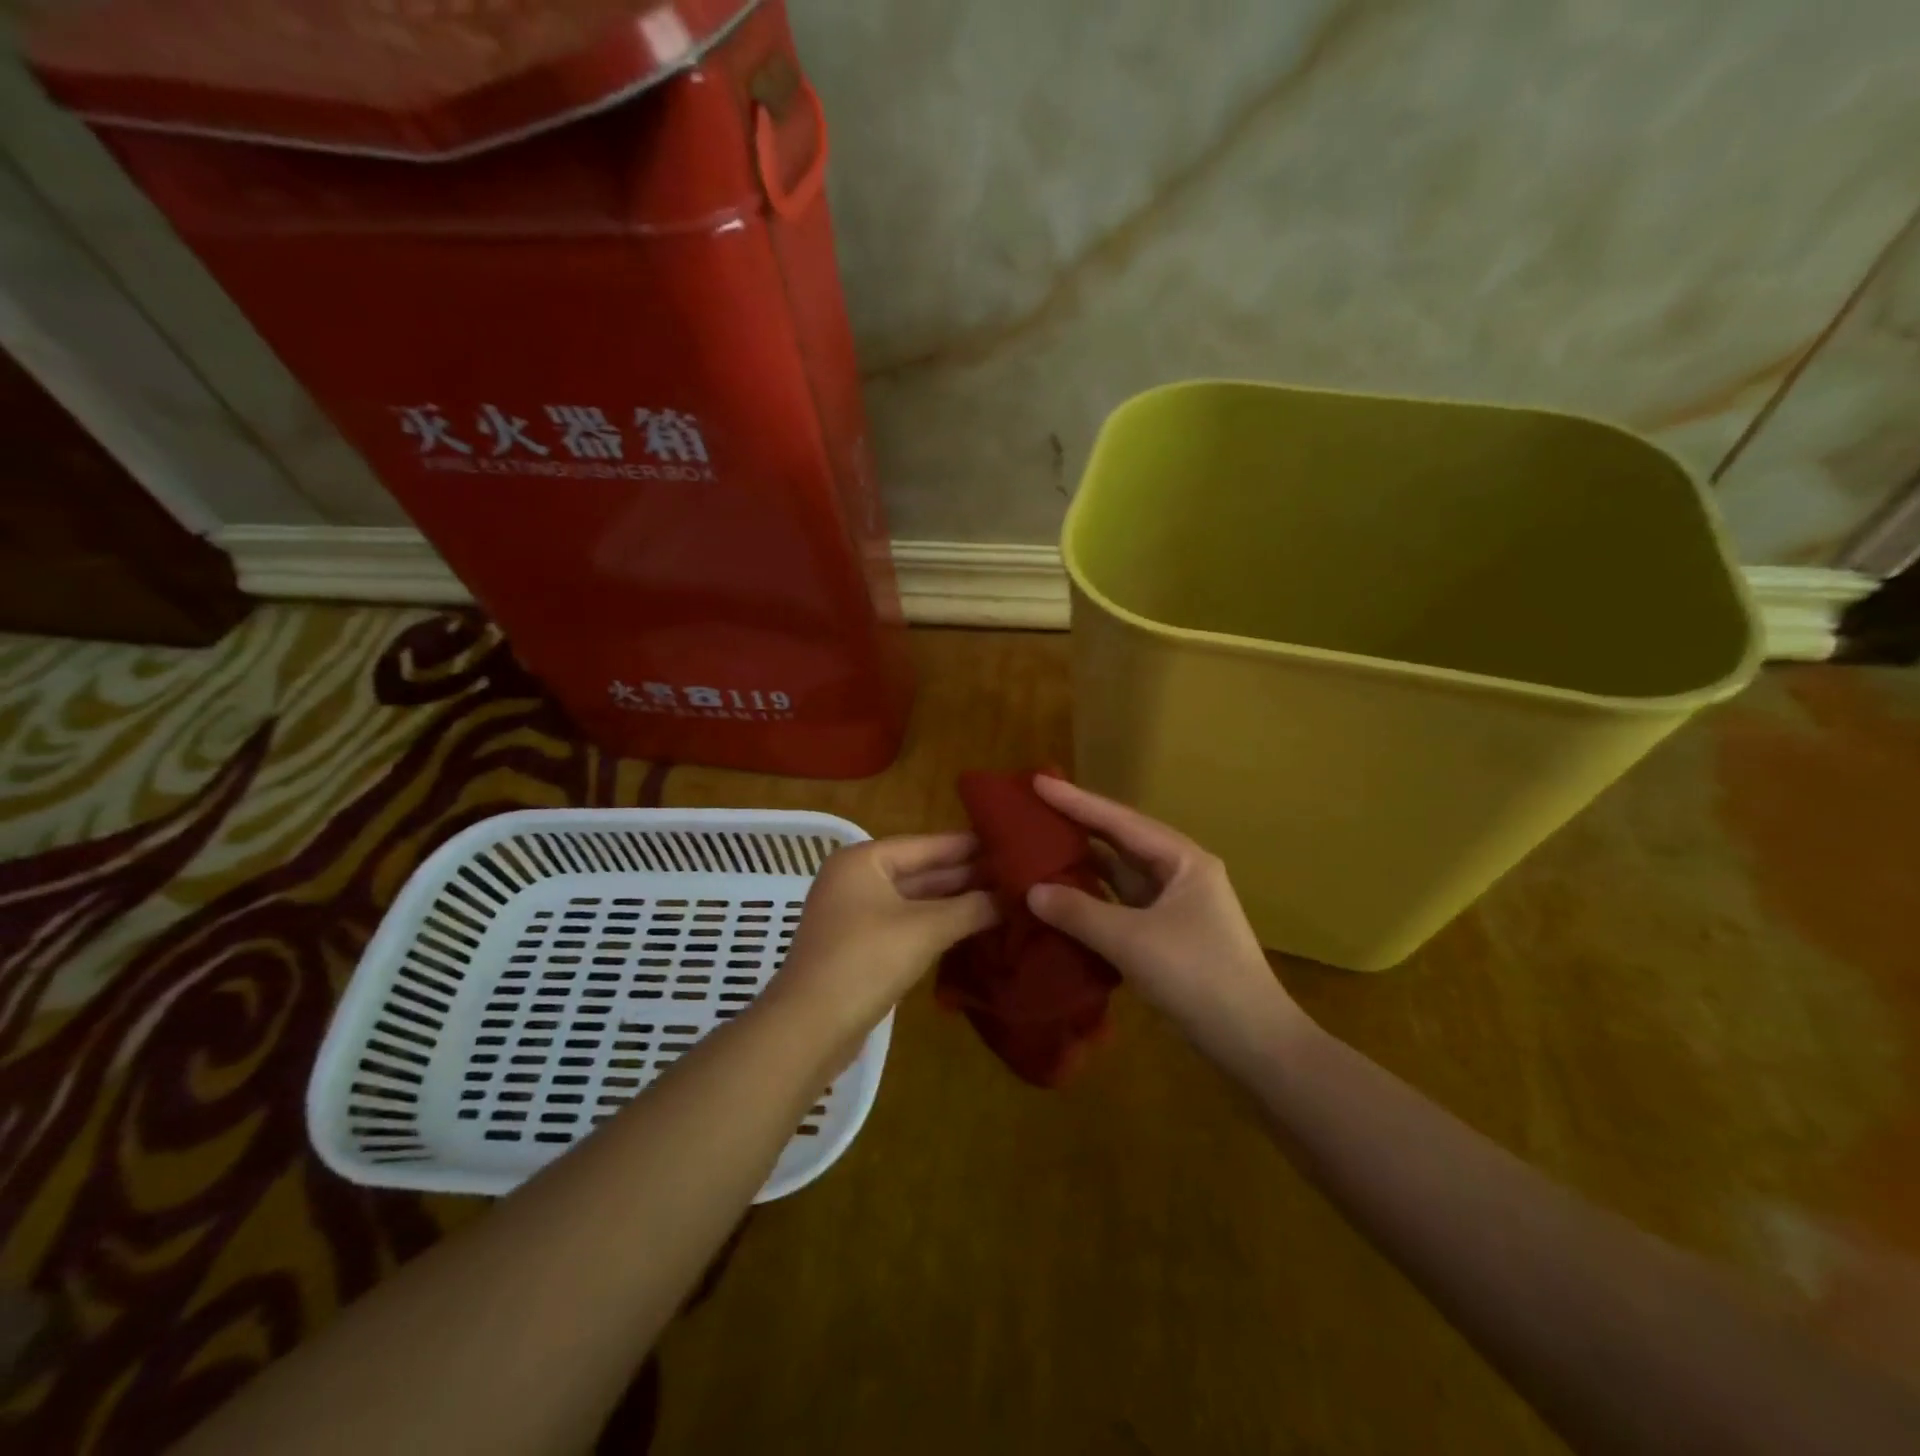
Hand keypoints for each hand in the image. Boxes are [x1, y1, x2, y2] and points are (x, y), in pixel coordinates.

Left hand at [763, 834, 996, 1061]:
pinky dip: (936, 925)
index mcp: (864, 860)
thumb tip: (1013, 897)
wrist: (809, 1028)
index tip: (1010, 842)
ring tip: (1003, 899)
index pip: (927, 844)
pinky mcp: (859, 947)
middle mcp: (856, 879)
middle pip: (920, 871)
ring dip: (954, 903)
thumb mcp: (925, 929)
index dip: (969, 846)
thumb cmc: (865, 961)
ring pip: (914, 900)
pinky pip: (905, 924)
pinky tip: (970, 928)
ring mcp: (855, 914)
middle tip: (1015, 875)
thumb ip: (971, 909)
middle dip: (966, 876)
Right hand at [1025, 777, 1309, 1066]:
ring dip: (1085, 864)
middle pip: (1121, 841)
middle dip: (1079, 826)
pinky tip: (1064, 896)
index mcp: (1183, 860)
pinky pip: (1123, 904)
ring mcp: (1177, 905)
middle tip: (1034, 809)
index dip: (1076, 801)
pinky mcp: (1169, 934)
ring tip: (1040, 846)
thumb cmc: (1197, 977)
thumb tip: (1032, 892)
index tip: (1037, 781)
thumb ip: (1079, 912)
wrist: (1254, 1042)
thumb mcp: (1132, 941)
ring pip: (1122, 874)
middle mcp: (1181, 873)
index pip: (1120, 821)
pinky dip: (1094, 898)